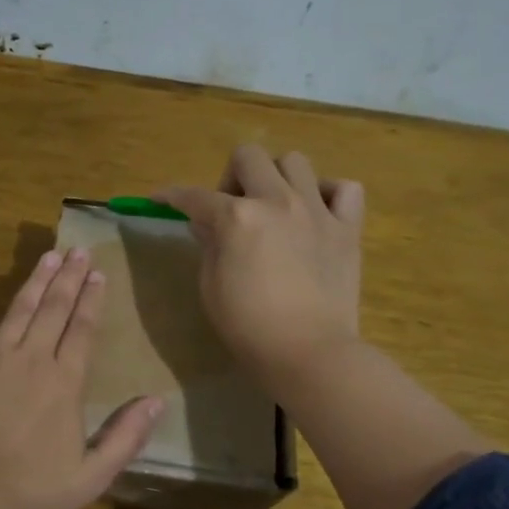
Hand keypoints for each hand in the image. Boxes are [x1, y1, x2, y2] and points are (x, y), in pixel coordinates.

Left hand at [0, 249, 164, 508]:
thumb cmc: (30, 493)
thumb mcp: (91, 477)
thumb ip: (125, 437)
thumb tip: (157, 401)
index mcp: (64, 383)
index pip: (83, 330)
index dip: (92, 300)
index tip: (99, 272)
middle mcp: (31, 360)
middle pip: (53, 310)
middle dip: (69, 279)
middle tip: (78, 250)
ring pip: (17, 311)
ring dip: (34, 282)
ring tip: (48, 257)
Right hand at [156, 144, 365, 385]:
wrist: (309, 353)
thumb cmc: (249, 326)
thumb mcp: (210, 287)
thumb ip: (208, 245)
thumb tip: (206, 222)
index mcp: (237, 217)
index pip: (194, 196)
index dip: (171, 196)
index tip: (160, 199)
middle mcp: (276, 201)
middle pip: (248, 156)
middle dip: (231, 177)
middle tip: (232, 210)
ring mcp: (316, 211)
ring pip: (296, 161)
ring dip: (277, 178)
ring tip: (275, 208)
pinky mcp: (347, 228)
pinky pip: (346, 189)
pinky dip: (328, 194)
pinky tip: (316, 215)